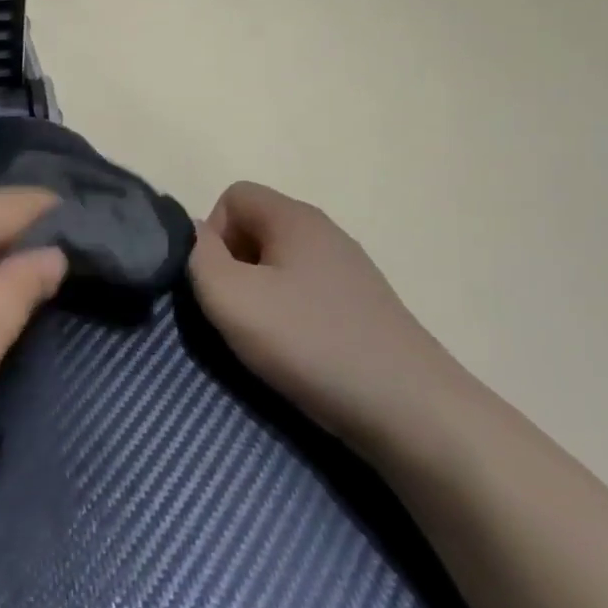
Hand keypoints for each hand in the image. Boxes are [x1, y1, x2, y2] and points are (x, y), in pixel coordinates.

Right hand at [188, 182, 465, 453]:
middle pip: (255, 229)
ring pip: (280, 265)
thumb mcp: (231, 297)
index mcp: (295, 217)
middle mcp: (325, 233)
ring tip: (266, 340)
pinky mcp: (364, 308)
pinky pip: (307, 294)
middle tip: (237, 314)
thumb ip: (197, 256)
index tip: (218, 282)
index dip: (211, 234)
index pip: (233, 195)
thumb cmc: (311, 343)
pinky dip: (291, 317)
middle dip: (233, 267)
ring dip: (260, 296)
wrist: (412, 412)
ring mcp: (350, 271)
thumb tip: (194, 236)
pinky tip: (300, 354)